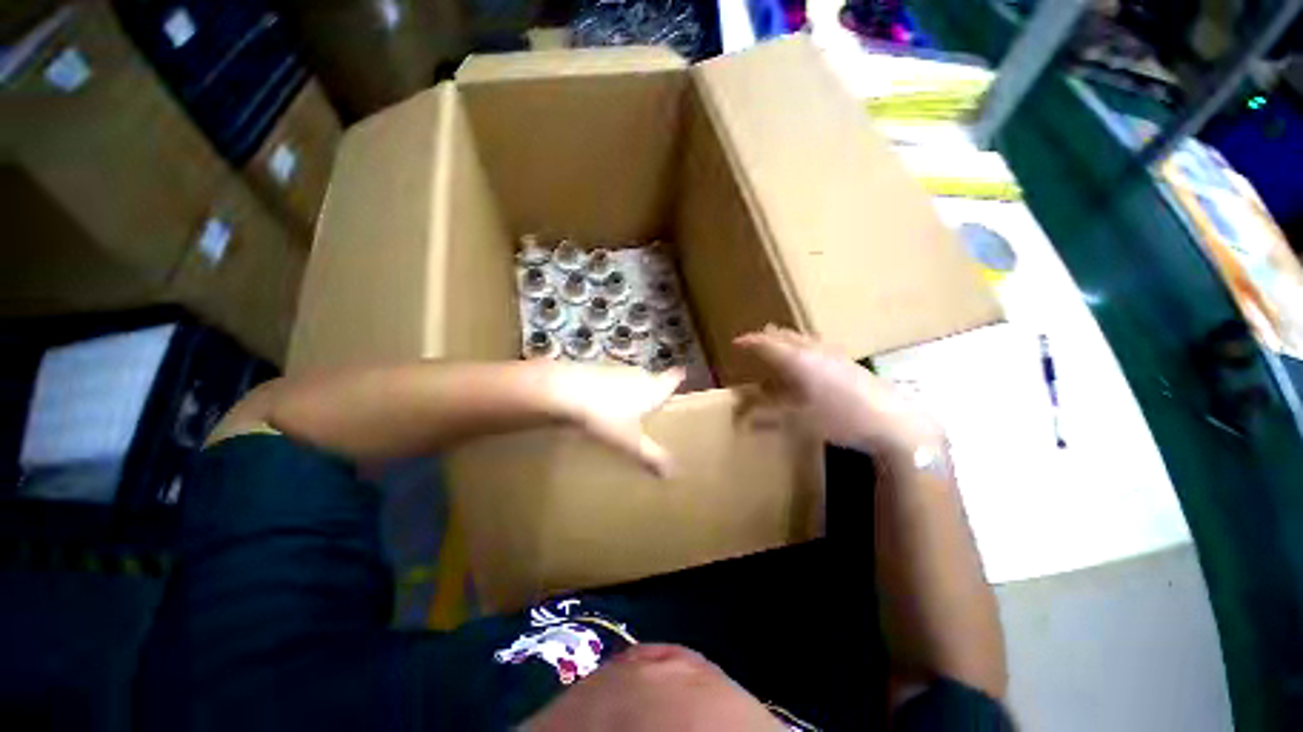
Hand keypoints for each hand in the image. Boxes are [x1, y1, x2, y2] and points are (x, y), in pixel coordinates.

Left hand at [543, 362, 684, 477]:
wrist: (563, 392)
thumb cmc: (606, 416)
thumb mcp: (630, 441)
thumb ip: (651, 456)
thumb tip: (673, 473)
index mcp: (652, 389)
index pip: (673, 378)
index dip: (679, 376)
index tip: (684, 373)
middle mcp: (638, 375)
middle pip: (652, 380)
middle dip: (654, 390)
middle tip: (656, 406)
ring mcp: (616, 370)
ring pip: (630, 380)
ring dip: (631, 391)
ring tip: (629, 410)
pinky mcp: (596, 371)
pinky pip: (611, 382)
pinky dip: (611, 392)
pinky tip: (602, 406)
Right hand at [734, 326, 943, 461]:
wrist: (892, 420)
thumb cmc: (840, 419)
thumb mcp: (799, 421)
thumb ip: (769, 416)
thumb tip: (744, 418)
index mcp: (798, 360)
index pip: (767, 344)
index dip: (750, 342)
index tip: (736, 342)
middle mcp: (814, 350)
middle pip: (785, 336)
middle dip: (767, 337)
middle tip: (754, 341)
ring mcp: (833, 353)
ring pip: (802, 339)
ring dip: (785, 340)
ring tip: (777, 345)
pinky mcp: (847, 361)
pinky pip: (816, 345)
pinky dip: (802, 347)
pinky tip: (807, 359)